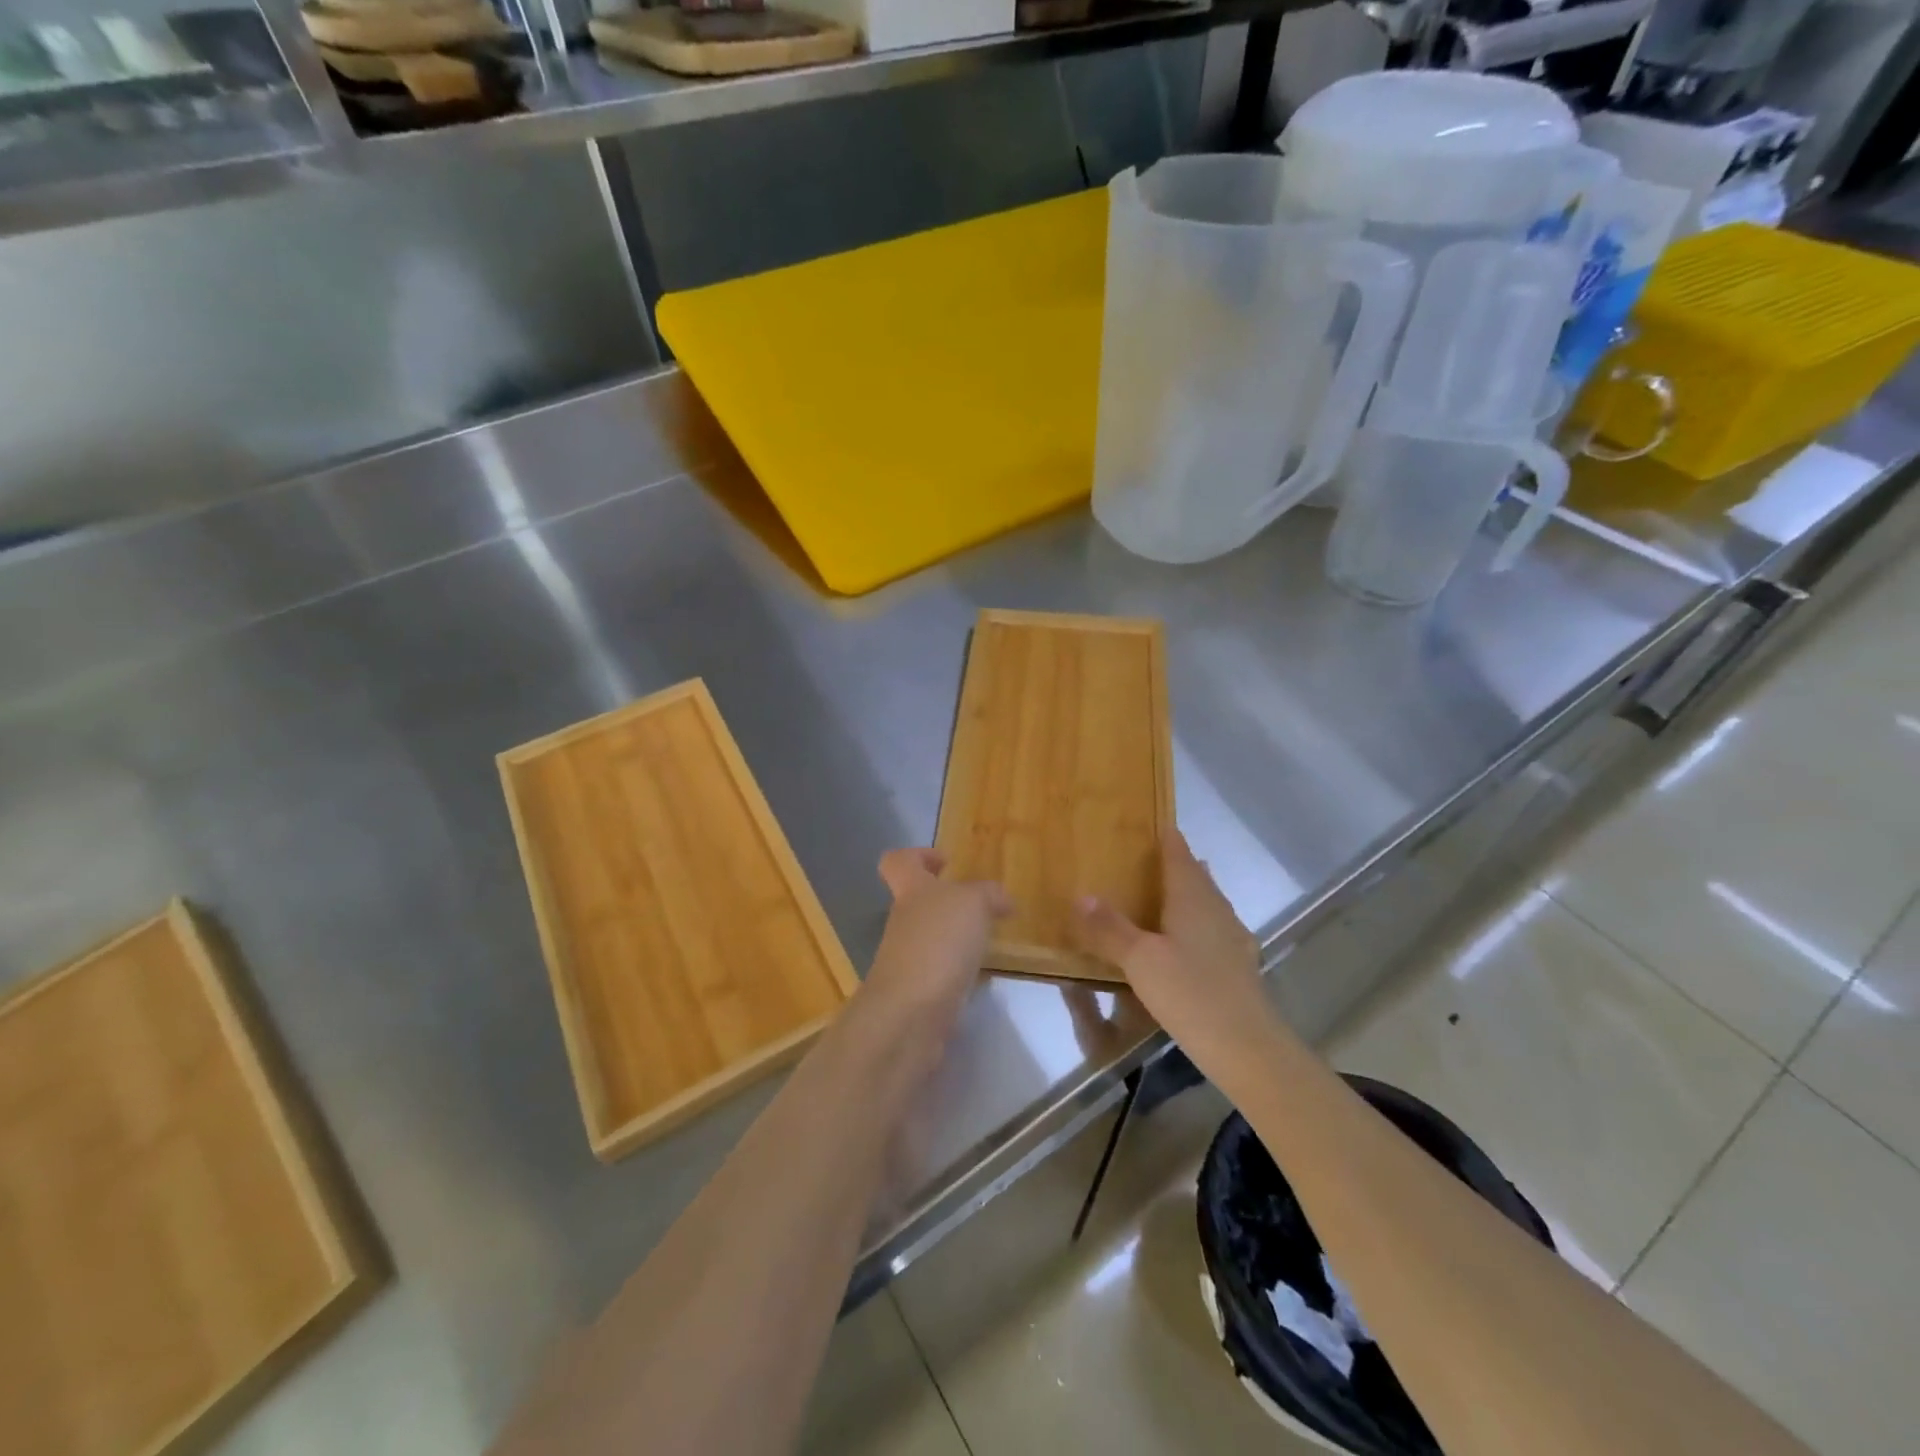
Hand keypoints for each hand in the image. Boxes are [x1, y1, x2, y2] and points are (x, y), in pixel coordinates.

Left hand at [859, 849, 1010, 1033]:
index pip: (898, 862)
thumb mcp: (973, 904)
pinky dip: (961, 972)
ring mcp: (908, 960)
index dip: (918, 856)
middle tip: (985, 909)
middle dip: (950, 904)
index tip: (947, 862)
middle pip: (918, 903)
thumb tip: (1001, 900)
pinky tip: (984, 978)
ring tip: (991, 943)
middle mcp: (904, 923)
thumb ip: (988, 894)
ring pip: (932, 939)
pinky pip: (941, 973)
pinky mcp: (918, 993)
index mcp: (911, 891)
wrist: (910, 1014)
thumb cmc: (938, 943)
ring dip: (957, 939)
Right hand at [1071, 831, 1280, 1074]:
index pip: (1179, 855)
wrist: (1247, 1047)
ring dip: (1187, 894)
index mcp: (1193, 898)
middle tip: (1147, 859)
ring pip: (1207, 904)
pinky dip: (1195, 925)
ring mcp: (1232, 939)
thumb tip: (1081, 894)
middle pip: (1196, 876)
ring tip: (1161, 895)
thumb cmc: (1190, 993)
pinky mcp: (1238, 967)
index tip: (1151, 823)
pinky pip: (1213, 930)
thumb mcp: (1139, 960)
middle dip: (1176, 864)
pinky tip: (1185, 943)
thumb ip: (1110, 928)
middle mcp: (1216, 910)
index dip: (1166, 838)